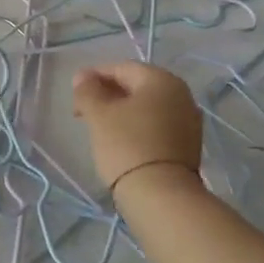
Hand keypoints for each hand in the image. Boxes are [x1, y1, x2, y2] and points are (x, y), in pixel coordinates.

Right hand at [72, 62, 204, 192]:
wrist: (161, 194)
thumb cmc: (126, 145)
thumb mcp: (99, 114)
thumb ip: (87, 90)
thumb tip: (83, 76)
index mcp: (161, 79)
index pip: (121, 68)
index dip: (94, 77)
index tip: (75, 94)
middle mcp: (181, 94)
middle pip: (137, 86)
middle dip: (108, 94)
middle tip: (83, 112)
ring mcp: (188, 120)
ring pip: (147, 107)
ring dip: (122, 112)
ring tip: (99, 128)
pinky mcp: (188, 144)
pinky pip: (157, 125)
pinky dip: (137, 127)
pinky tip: (121, 141)